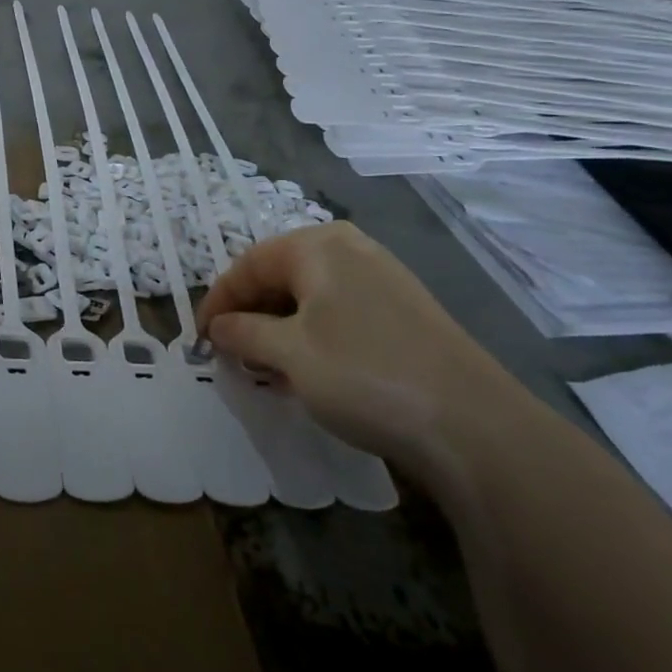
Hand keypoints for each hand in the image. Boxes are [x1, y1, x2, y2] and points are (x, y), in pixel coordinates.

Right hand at [196, 221, 526, 472]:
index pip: (247, 265)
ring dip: (278, 329)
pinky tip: (309, 372)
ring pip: (309, 297)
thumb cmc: (363, 374)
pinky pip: (339, 314)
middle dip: (249, 315)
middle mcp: (350, 251)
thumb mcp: (288, 354)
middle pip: (279, 276)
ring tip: (265, 368)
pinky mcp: (404, 312)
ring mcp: (382, 280)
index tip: (198, 339)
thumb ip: (242, 333)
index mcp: (318, 246)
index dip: (217, 302)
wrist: (473, 425)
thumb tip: (218, 327)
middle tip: (231, 354)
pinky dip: (311, 337)